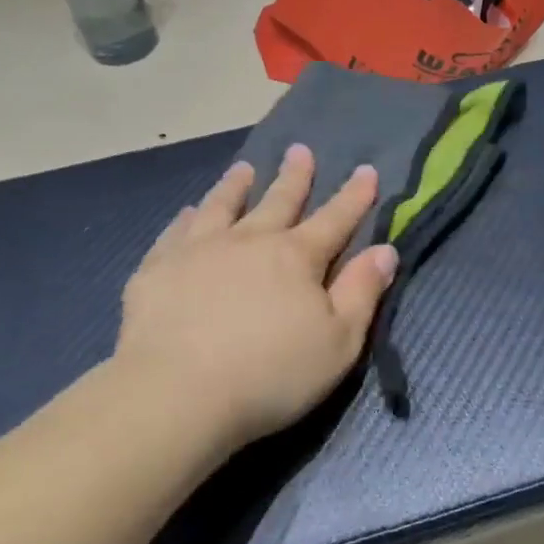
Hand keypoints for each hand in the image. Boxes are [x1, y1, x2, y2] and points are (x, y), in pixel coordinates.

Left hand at [113, 147, 399, 448]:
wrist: (176, 393)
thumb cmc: (270, 375)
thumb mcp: (338, 343)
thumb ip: (362, 293)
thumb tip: (385, 250)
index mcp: (296, 258)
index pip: (335, 219)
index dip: (354, 196)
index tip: (366, 169)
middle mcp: (250, 241)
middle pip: (278, 201)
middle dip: (294, 176)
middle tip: (300, 150)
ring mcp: (200, 250)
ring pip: (223, 206)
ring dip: (236, 185)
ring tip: (244, 168)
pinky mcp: (158, 269)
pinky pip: (176, 232)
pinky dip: (187, 218)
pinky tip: (189, 212)